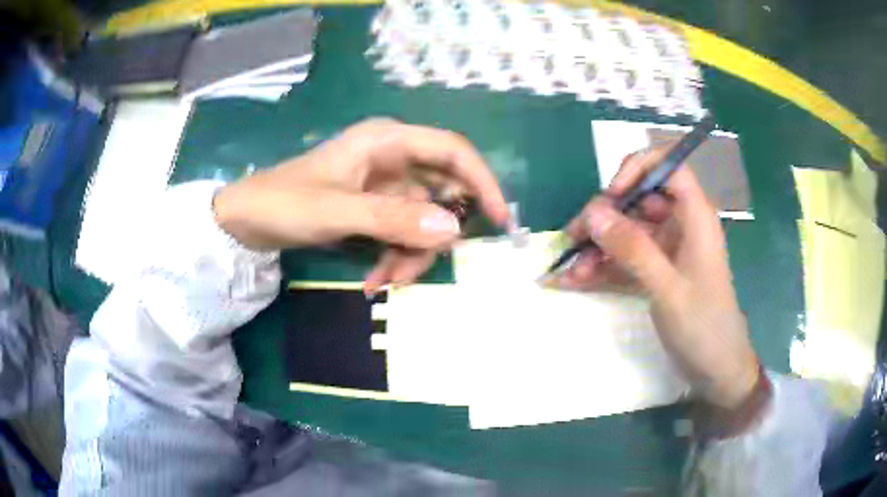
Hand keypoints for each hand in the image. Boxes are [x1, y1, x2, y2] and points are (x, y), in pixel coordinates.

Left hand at [213, 118, 509, 292]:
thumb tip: (454, 229)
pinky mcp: (375, 208)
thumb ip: (393, 219)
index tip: (500, 220)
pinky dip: (395, 257)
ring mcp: (385, 186)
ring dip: (410, 255)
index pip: (453, 150)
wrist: (246, 219)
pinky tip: (373, 279)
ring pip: (423, 220)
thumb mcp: (337, 211)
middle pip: (442, 193)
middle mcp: (393, 158)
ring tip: (381, 281)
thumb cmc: (284, 202)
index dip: (482, 181)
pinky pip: (403, 233)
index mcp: (387, 141)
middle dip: (433, 236)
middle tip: (412, 271)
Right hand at [555, 146, 759, 409]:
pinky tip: (577, 281)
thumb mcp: (668, 288)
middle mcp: (681, 225)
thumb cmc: (703, 326)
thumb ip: (634, 249)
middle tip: (574, 239)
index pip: (669, 167)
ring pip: (627, 231)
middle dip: (605, 217)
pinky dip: (603, 267)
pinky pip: (625, 259)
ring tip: (570, 271)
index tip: (611, 195)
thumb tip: (594, 212)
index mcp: (695, 216)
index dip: (638, 169)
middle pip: (638, 200)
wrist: (716, 369)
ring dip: (598, 247)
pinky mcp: (657, 272)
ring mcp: (667, 249)